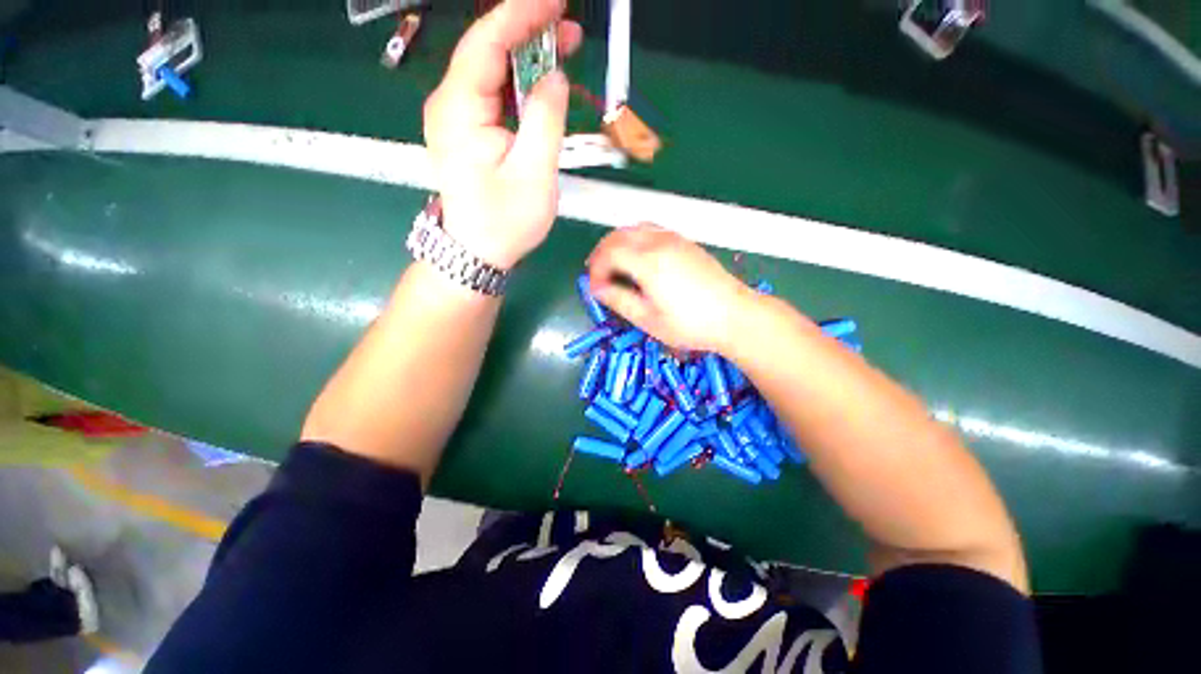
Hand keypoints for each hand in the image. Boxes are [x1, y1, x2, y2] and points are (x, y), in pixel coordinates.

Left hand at [423, 0, 582, 269]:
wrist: (477, 252)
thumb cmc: (505, 221)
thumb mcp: (534, 173)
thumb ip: (546, 119)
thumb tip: (554, 77)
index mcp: (459, 109)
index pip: (486, 42)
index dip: (521, 13)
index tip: (556, 1)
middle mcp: (450, 104)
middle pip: (486, 50)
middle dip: (527, 31)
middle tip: (569, 26)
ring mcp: (456, 117)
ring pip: (491, 70)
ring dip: (526, 56)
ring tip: (563, 47)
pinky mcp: (467, 131)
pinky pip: (493, 94)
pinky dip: (519, 82)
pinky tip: (542, 81)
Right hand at [587, 225, 756, 352]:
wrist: (735, 316)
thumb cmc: (690, 324)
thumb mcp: (648, 319)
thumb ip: (619, 300)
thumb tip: (598, 289)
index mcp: (648, 261)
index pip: (608, 253)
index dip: (595, 270)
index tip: (595, 289)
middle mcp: (658, 242)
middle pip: (618, 235)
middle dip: (601, 253)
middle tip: (597, 275)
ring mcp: (674, 239)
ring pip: (634, 228)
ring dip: (617, 243)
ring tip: (613, 265)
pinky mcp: (685, 242)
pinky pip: (651, 230)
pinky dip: (634, 240)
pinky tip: (637, 258)